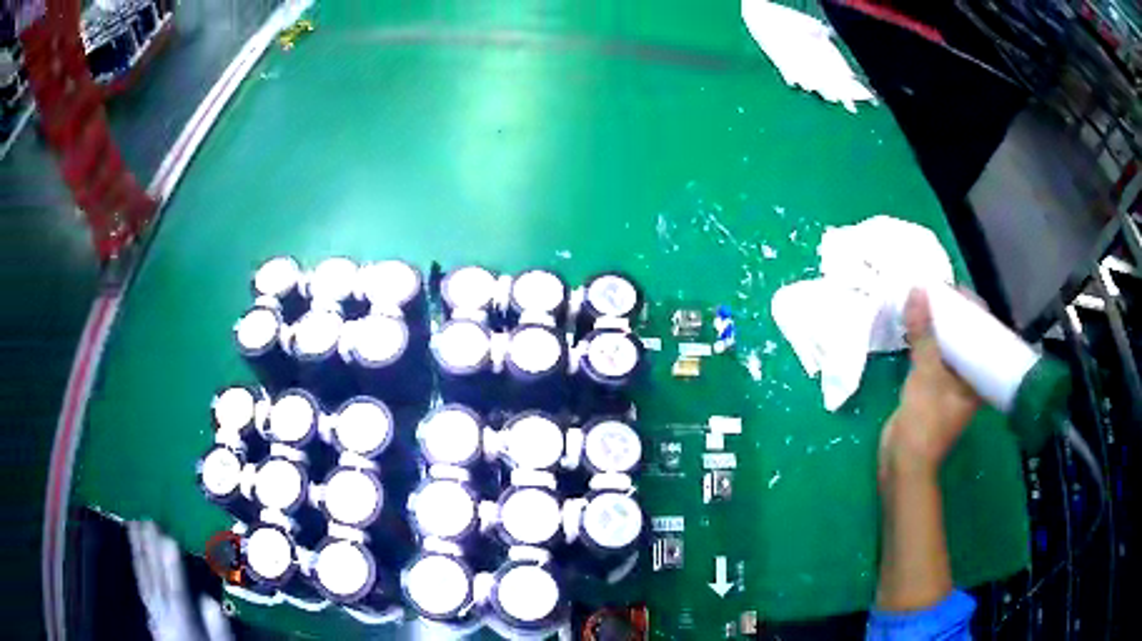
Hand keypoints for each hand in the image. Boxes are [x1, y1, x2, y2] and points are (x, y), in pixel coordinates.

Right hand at [879, 288, 979, 484]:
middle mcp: (969, 379)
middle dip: (952, 315)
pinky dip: (924, 343)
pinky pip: (932, 359)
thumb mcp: (927, 373)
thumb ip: (924, 333)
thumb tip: (919, 289)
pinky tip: (913, 329)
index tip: (955, 288)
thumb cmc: (925, 421)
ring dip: (936, 329)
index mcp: (979, 377)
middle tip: (936, 291)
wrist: (903, 462)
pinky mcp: (931, 391)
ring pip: (947, 348)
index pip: (984, 333)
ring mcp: (949, 386)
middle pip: (966, 338)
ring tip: (924, 303)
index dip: (972, 309)